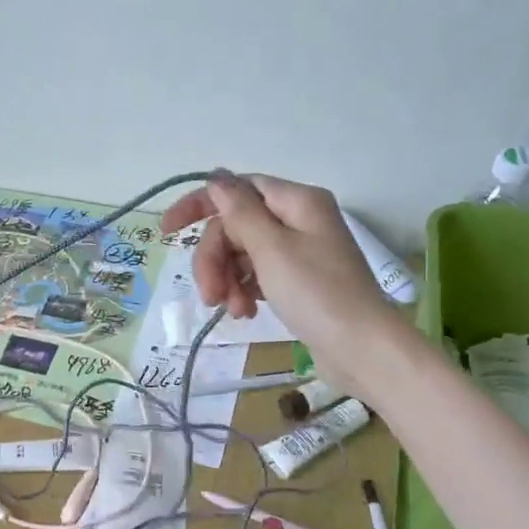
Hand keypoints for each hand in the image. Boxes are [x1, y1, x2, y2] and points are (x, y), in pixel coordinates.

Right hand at [160, 172, 392, 388]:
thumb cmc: (317, 293)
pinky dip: (244, 291)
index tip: (166, 231)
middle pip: (236, 226)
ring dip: (227, 280)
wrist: (361, 349)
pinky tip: (244, 313)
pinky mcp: (298, 281)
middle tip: (209, 294)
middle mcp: (298, 220)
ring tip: (232, 310)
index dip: (200, 205)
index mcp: (296, 202)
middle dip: (215, 259)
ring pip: (242, 254)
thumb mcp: (271, 249)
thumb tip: (216, 180)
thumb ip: (239, 212)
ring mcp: (299, 252)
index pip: (237, 189)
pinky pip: (257, 275)